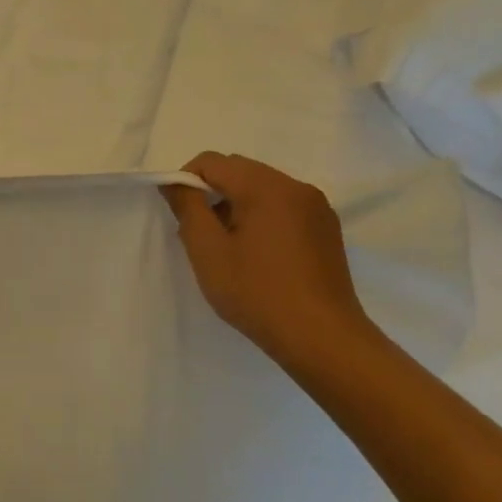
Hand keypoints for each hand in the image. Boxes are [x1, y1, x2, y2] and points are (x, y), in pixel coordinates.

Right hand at [162, 152, 377, 369]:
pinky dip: (261, 218)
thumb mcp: (207, 250)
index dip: (186, 181)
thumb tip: (175, 182)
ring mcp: (317, 208)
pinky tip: (257, 255)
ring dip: (236, 206)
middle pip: (239, 170)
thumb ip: (187, 207)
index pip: (212, 161)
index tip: (180, 216)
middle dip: (212, 193)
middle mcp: (296, 187)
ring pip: (261, 188)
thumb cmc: (257, 292)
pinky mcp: (327, 229)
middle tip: (201, 234)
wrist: (322, 339)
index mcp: (266, 186)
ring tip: (229, 247)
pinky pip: (283, 207)